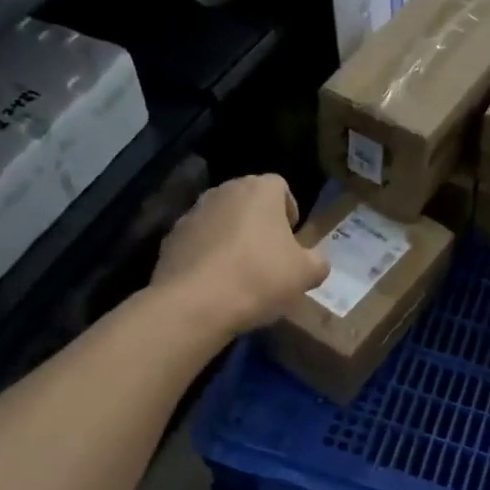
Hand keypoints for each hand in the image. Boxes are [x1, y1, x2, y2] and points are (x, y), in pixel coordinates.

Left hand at [152, 176, 330, 337]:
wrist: (195, 303)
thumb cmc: (259, 278)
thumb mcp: (305, 275)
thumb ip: (317, 263)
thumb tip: (316, 262)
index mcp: (259, 190)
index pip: (280, 186)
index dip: (289, 210)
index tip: (291, 239)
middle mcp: (224, 191)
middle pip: (248, 201)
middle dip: (260, 223)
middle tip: (269, 256)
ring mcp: (193, 213)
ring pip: (221, 219)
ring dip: (232, 237)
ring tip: (240, 272)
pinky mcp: (171, 238)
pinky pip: (199, 241)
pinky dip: (208, 254)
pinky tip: (215, 283)